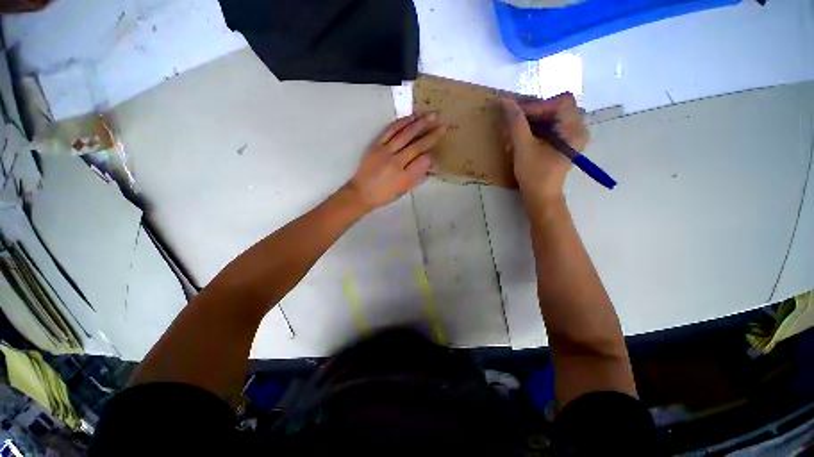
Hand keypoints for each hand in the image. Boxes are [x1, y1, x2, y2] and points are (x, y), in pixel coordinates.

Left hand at [346, 113, 446, 210]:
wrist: (361, 192)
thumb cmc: (384, 195)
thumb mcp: (403, 191)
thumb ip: (417, 176)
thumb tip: (428, 161)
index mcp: (404, 178)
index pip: (423, 161)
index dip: (431, 154)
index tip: (434, 151)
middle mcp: (396, 163)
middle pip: (417, 145)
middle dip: (431, 133)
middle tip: (442, 123)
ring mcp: (385, 151)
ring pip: (405, 134)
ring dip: (419, 123)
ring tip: (431, 115)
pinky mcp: (376, 145)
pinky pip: (391, 131)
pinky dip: (402, 122)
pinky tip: (411, 117)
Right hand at [501, 93, 588, 201]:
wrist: (541, 196)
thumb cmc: (535, 174)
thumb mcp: (523, 148)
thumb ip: (516, 123)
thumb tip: (505, 101)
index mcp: (574, 129)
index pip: (560, 102)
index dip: (537, 104)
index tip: (516, 112)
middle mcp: (578, 128)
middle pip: (555, 107)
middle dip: (531, 113)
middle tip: (512, 121)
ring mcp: (571, 135)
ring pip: (550, 116)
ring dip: (529, 122)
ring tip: (512, 133)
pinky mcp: (562, 142)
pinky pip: (548, 126)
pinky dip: (532, 129)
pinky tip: (519, 138)